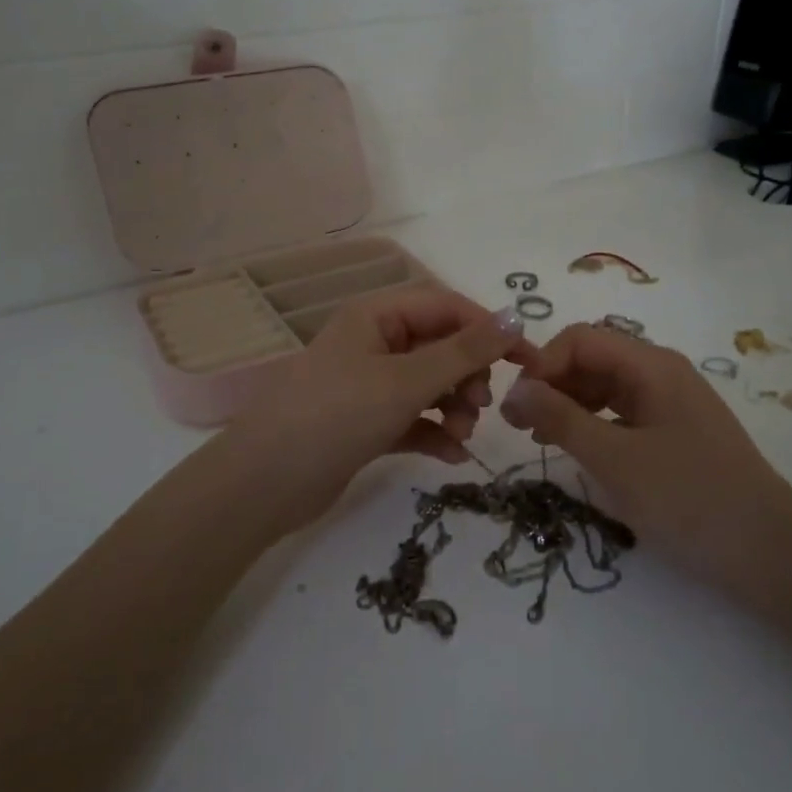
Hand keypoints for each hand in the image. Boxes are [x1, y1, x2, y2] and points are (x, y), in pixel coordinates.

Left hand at [226, 286, 533, 519]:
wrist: (264, 485)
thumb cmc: (336, 416)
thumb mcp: (405, 381)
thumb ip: (464, 352)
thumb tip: (516, 317)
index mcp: (376, 316)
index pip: (446, 307)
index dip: (488, 329)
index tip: (527, 360)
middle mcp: (373, 343)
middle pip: (440, 346)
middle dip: (468, 374)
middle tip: (481, 404)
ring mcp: (368, 385)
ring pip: (430, 384)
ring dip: (455, 406)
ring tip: (462, 433)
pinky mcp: (366, 423)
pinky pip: (414, 418)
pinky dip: (435, 432)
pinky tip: (451, 456)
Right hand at [500, 325, 791, 567]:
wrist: (770, 553)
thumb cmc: (688, 498)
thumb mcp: (614, 459)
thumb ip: (560, 419)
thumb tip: (514, 390)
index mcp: (651, 365)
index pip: (580, 339)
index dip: (543, 364)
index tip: (517, 407)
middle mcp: (662, 372)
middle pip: (593, 358)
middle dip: (551, 383)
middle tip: (518, 426)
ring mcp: (672, 402)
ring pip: (606, 386)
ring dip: (568, 404)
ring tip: (541, 439)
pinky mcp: (676, 432)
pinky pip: (623, 412)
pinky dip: (593, 424)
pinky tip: (579, 450)